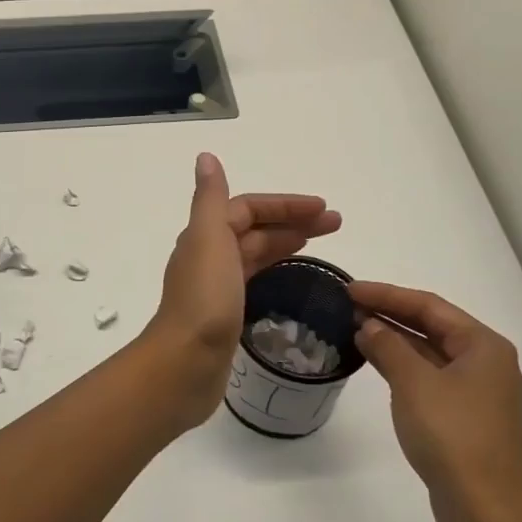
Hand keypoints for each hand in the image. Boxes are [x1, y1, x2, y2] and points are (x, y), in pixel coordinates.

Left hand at [144, 153, 340, 428]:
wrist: (184, 365)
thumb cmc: (203, 301)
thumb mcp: (209, 240)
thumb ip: (211, 200)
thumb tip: (205, 157)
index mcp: (205, 236)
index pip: (248, 208)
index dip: (284, 205)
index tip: (324, 208)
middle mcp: (208, 257)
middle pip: (254, 230)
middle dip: (293, 222)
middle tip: (336, 225)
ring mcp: (215, 288)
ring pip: (255, 255)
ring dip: (285, 243)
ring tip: (320, 243)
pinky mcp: (225, 316)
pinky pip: (253, 282)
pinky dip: (274, 272)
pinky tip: (290, 279)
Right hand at [348, 282, 521, 521]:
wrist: (483, 509)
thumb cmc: (452, 435)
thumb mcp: (414, 383)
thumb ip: (388, 346)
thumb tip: (368, 325)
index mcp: (483, 345)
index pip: (429, 306)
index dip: (386, 294)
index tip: (348, 289)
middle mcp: (485, 362)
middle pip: (432, 326)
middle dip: (389, 314)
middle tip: (347, 305)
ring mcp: (476, 391)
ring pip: (429, 351)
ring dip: (394, 339)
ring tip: (353, 327)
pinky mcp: (464, 416)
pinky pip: (429, 375)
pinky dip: (402, 364)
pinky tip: (375, 360)